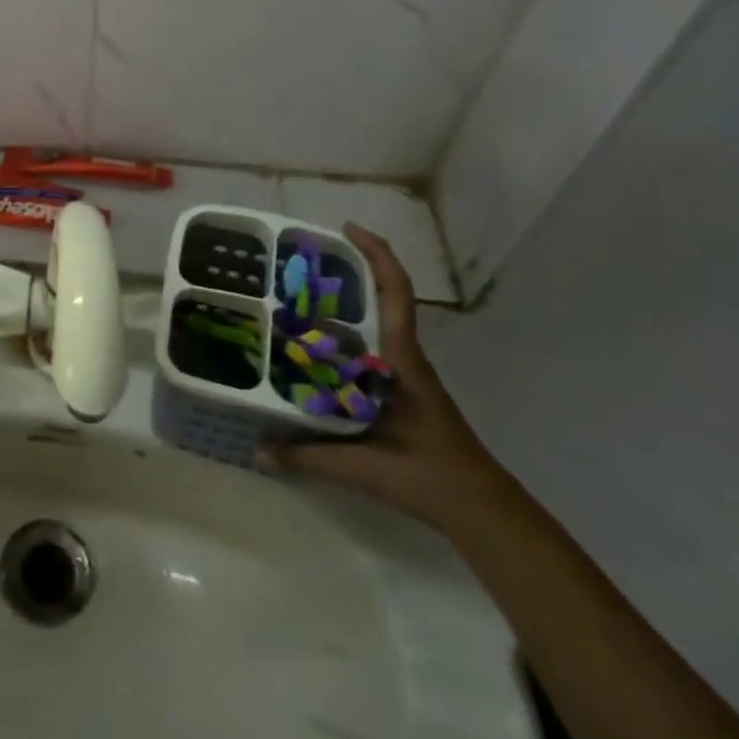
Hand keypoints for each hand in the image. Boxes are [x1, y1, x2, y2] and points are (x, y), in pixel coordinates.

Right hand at [261, 223, 505, 528]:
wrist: (482, 510)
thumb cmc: (431, 476)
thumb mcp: (366, 467)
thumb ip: (309, 457)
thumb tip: (257, 450)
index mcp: (401, 359)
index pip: (395, 293)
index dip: (376, 254)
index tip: (347, 228)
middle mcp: (402, 357)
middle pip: (380, 298)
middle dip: (346, 273)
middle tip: (298, 265)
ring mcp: (402, 374)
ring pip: (372, 324)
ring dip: (341, 305)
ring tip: (294, 298)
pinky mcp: (399, 391)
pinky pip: (367, 349)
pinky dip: (342, 338)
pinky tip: (312, 350)